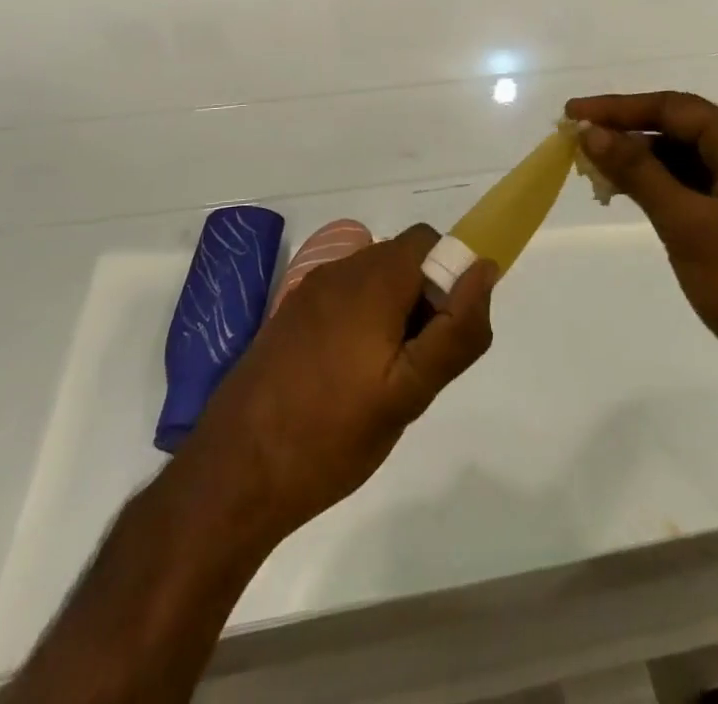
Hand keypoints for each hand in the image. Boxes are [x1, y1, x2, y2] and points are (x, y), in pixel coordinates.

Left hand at [178, 225, 495, 539]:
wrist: (233, 474)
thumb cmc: (331, 434)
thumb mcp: (409, 393)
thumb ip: (456, 331)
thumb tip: (484, 269)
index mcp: (373, 279)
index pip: (430, 242)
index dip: (449, 279)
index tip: (442, 336)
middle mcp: (340, 271)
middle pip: (401, 260)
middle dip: (422, 300)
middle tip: (415, 367)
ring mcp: (308, 292)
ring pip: (372, 281)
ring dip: (391, 313)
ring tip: (382, 381)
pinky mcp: (288, 317)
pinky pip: (342, 300)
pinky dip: (360, 324)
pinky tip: (346, 383)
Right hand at [565, 93, 717, 422]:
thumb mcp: (687, 223)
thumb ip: (638, 172)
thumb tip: (592, 132)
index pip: (673, 108)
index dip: (618, 108)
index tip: (573, 114)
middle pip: (680, 130)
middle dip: (628, 135)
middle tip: (577, 144)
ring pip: (687, 160)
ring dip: (642, 164)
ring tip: (594, 172)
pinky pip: (696, 188)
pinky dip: (662, 189)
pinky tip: (630, 198)